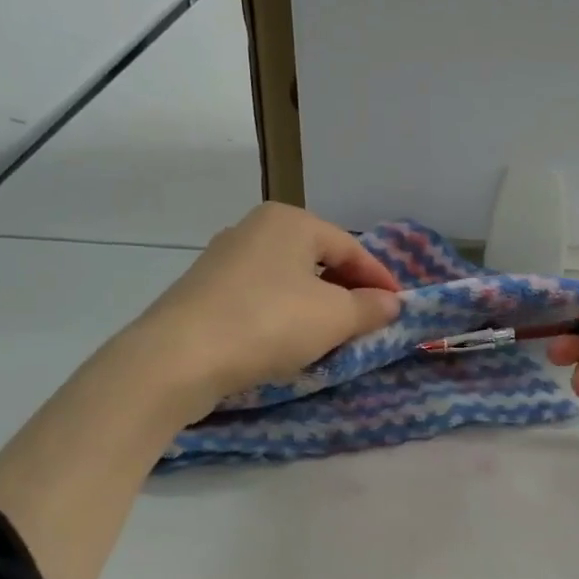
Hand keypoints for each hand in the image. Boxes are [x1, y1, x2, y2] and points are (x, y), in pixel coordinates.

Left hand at [140, 204, 401, 407]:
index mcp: (290, 221)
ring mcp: (224, 259)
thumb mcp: (334, 317)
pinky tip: (289, 342)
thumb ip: (370, 308)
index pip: (350, 247)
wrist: (179, 357)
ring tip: (333, 336)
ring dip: (316, 306)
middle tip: (368, 323)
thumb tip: (392, 303)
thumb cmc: (269, 323)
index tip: (398, 309)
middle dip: (347, 292)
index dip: (380, 279)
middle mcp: (254, 229)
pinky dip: (284, 315)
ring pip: (288, 280)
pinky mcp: (204, 291)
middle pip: (318, 261)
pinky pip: (261, 298)